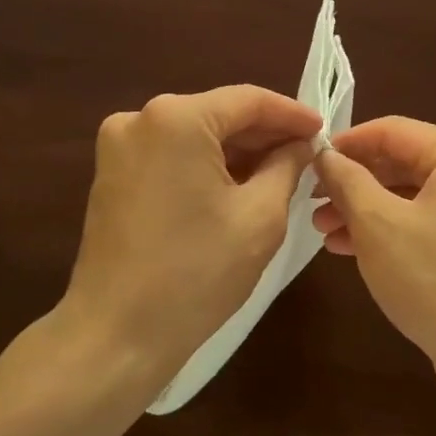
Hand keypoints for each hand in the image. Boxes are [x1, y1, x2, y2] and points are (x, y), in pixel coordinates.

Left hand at [59, 85, 320, 381]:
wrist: (117, 334)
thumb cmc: (197, 273)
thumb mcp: (261, 216)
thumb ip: (287, 166)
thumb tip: (300, 145)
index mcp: (176, 118)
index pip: (248, 100)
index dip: (291, 114)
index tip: (324, 130)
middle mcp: (140, 118)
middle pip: (218, 114)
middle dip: (264, 134)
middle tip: (307, 154)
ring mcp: (119, 146)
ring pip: (195, 135)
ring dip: (237, 151)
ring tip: (281, 171)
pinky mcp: (112, 174)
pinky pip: (171, 155)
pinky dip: (206, 165)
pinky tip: (239, 185)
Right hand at [313, 117, 435, 381]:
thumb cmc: (435, 281)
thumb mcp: (378, 225)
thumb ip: (348, 181)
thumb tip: (324, 154)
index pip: (393, 131)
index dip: (346, 144)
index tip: (309, 160)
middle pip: (404, 163)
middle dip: (354, 184)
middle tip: (312, 202)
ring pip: (414, 196)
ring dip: (367, 210)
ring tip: (324, 230)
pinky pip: (429, 222)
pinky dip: (393, 230)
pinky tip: (352, 248)